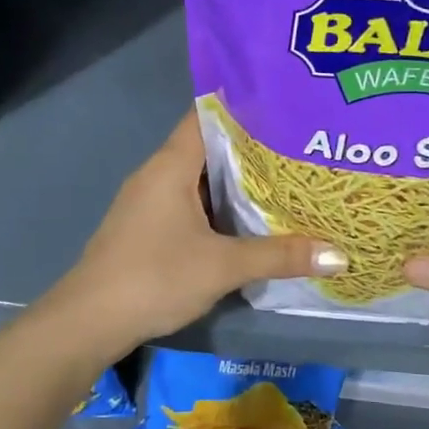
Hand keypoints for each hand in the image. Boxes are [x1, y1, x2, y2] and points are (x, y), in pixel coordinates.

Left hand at [50, 113, 342, 353]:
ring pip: (198, 178)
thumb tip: (339, 256)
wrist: (89, 321)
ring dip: (235, 180)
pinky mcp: (147, 226)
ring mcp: (148, 201)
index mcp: (170, 164)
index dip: (245, 107)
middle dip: (251, 147)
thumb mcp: (223, 266)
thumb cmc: (155, 277)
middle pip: (208, 146)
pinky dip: (218, 205)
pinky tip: (247, 219)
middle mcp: (157, 173)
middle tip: (300, 147)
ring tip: (285, 179)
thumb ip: (280, 256)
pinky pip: (189, 202)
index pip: (207, 115)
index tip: (286, 107)